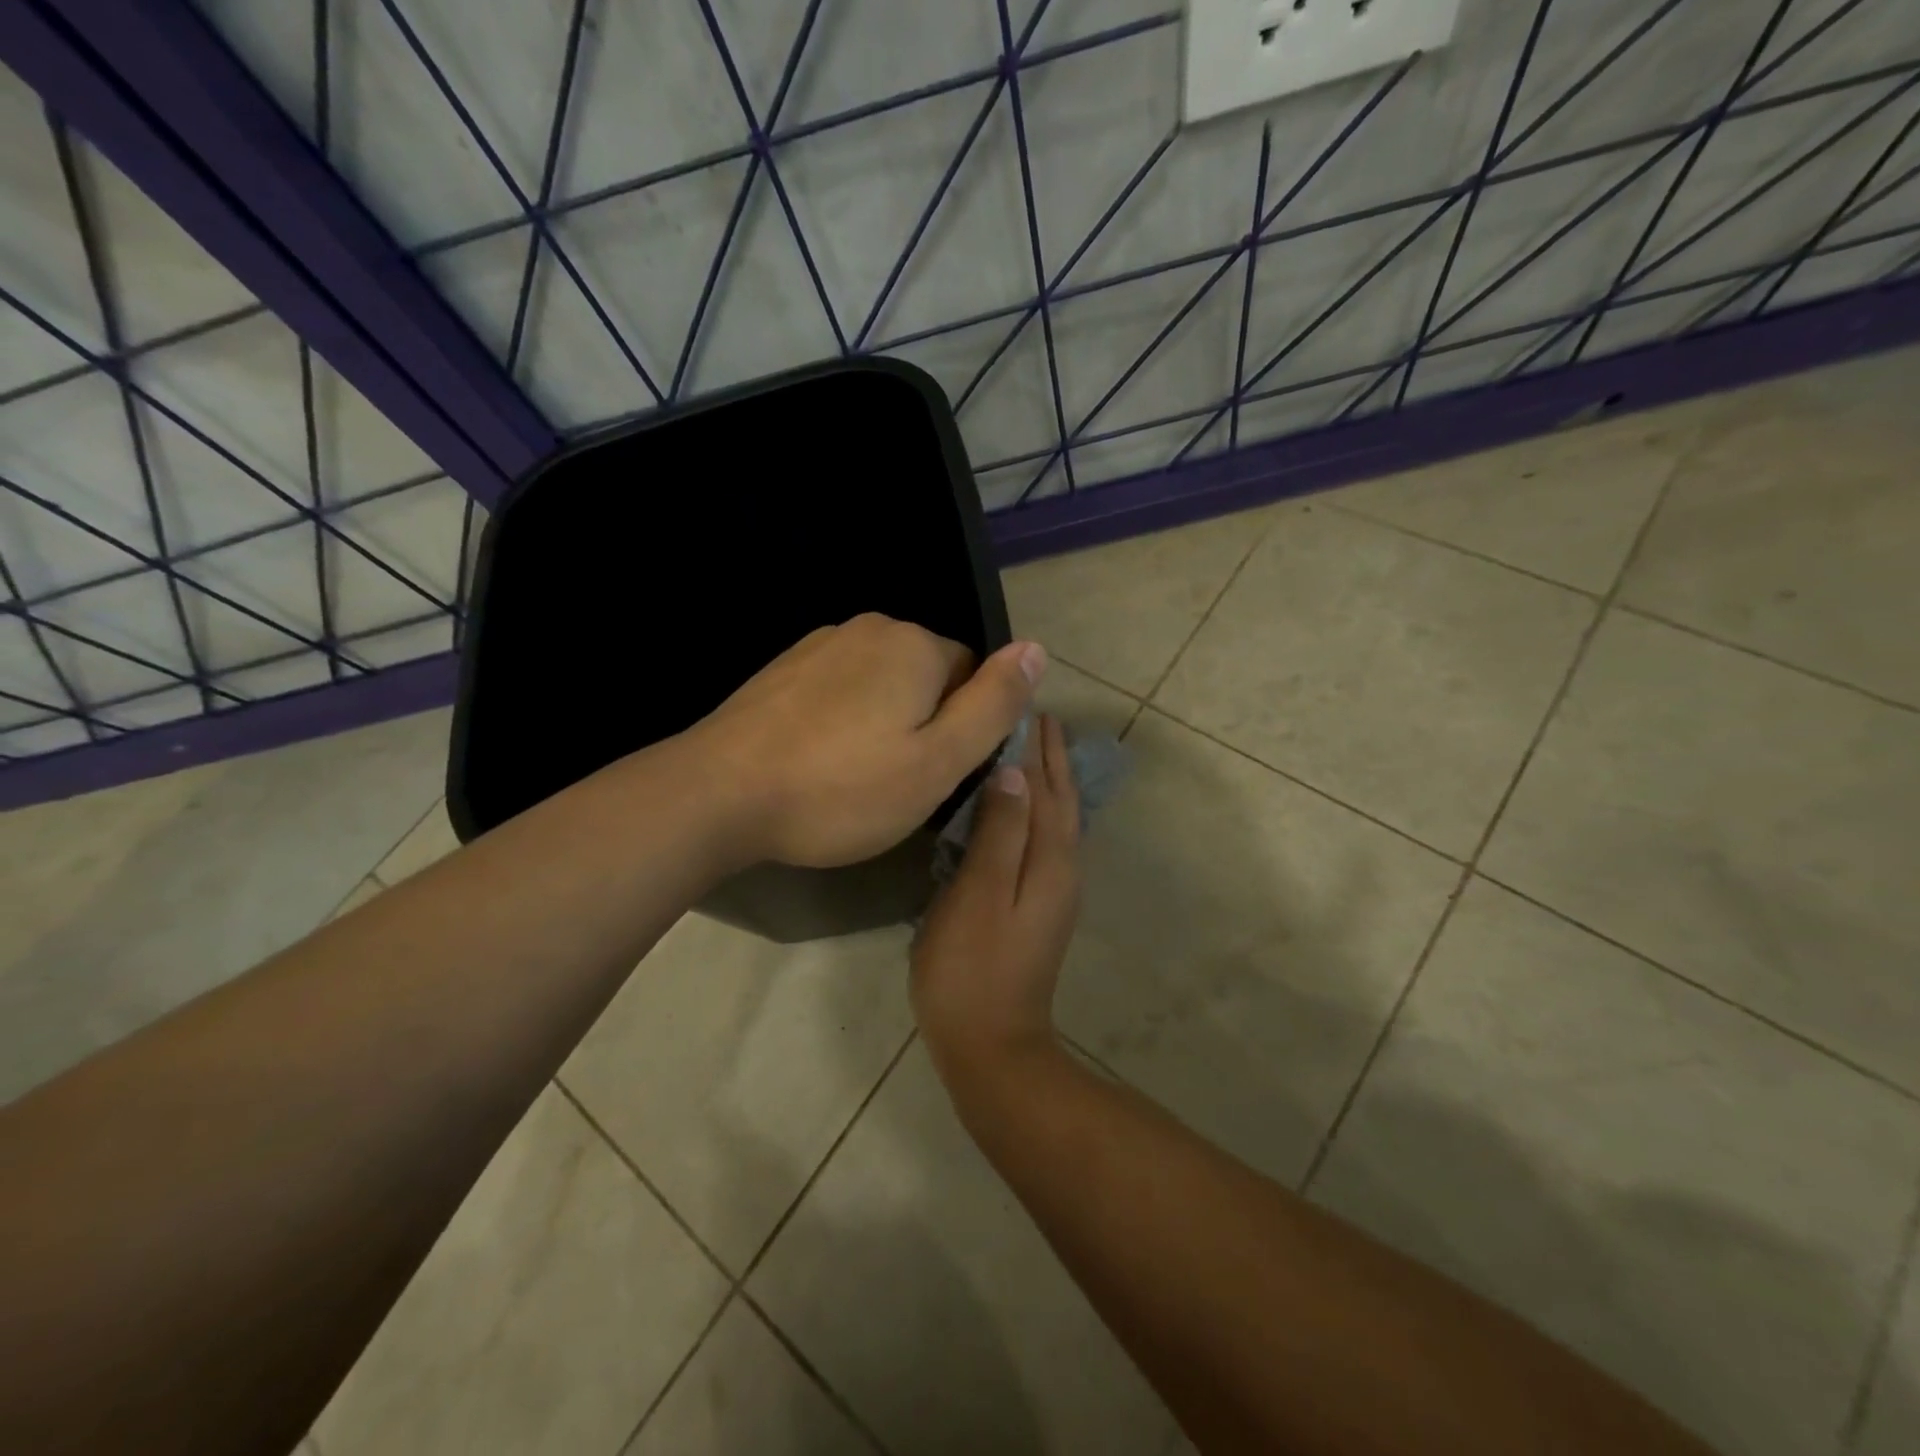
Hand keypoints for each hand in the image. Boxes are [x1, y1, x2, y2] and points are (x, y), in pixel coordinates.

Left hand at [688, 613, 1044, 868]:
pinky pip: (840, 689)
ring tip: (853, 777)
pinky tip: (818, 760)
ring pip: (882, 684)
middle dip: (924, 723)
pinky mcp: (784, 667)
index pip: (973, 676)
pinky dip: (842, 720)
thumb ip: (993, 705)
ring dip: (882, 723)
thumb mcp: (937, 762)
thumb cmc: (841, 788)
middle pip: (927, 677)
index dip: (964, 731)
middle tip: (895, 783)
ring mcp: (821, 643)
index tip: (934, 775)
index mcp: (915, 645)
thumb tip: (1037, 648)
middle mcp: (870, 628)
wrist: (719, 793)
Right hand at [912, 715, 1082, 1088]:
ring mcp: (1054, 891)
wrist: (993, 1047)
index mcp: (1049, 860)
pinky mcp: (1039, 907)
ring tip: (1033, 748)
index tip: (1026, 704)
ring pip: (1057, 819)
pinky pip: (1046, 840)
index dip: (1035, 746)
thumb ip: (999, 833)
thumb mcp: (978, 895)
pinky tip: (1024, 809)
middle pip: (1060, 800)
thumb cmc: (973, 970)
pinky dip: (1040, 811)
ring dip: (1049, 780)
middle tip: (1036, 714)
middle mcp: (1062, 869)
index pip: (1044, 787)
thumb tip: (1014, 773)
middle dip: (1050, 756)